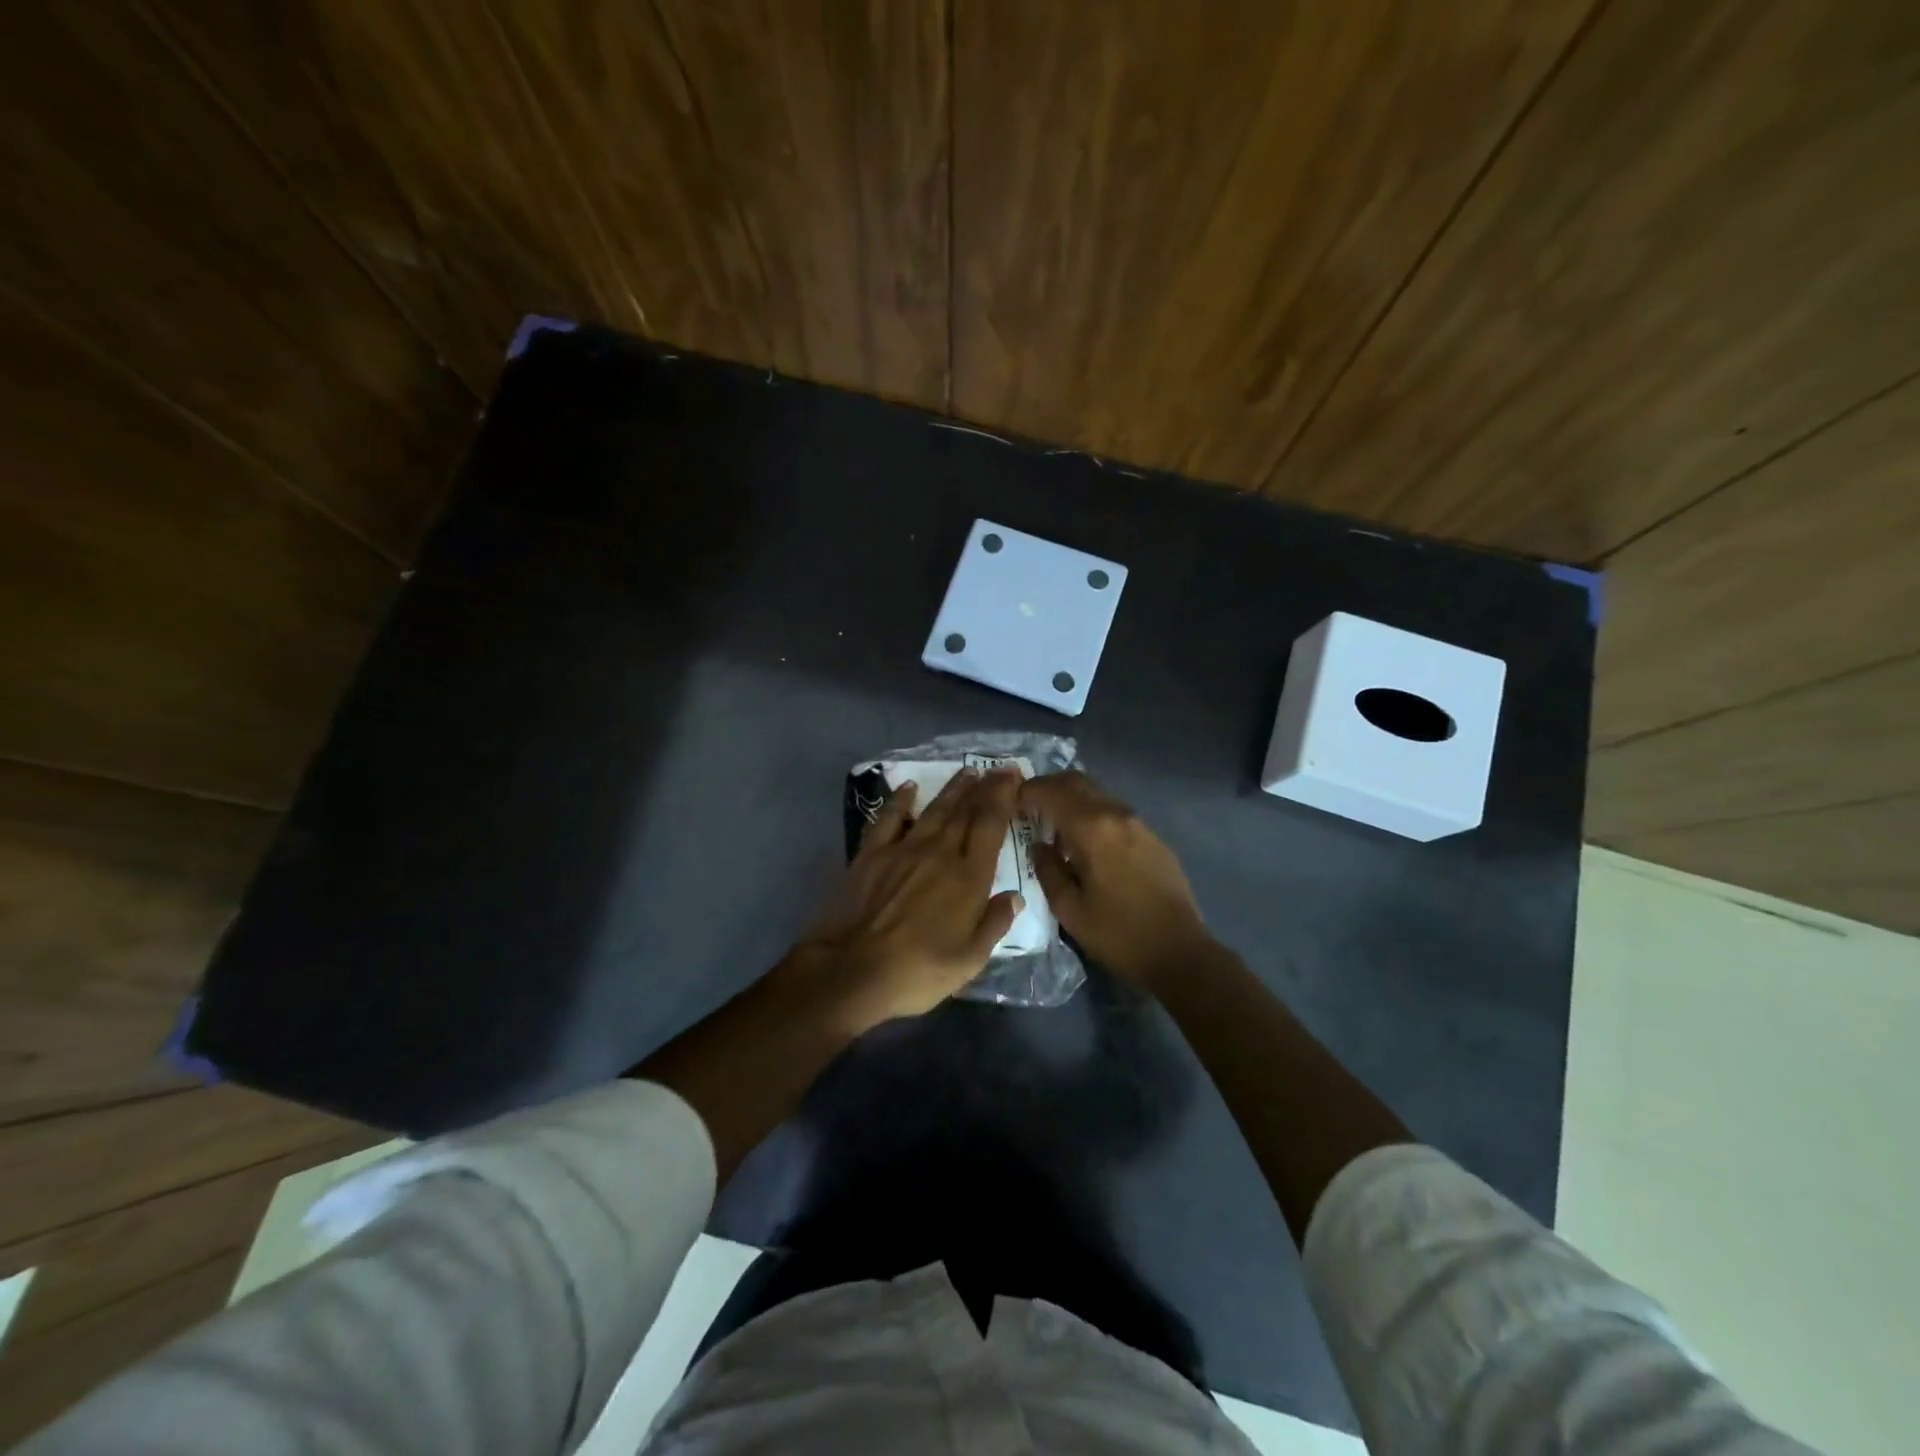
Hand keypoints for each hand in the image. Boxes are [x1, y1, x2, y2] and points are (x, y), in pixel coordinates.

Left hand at [794, 766, 1024, 1033]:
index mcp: (968, 877)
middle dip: (984, 787)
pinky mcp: (870, 855)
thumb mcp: (969, 960)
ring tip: (966, 772)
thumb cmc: (917, 971)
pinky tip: (908, 788)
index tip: (1013, 776)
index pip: (991, 825)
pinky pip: (888, 818)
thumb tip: (1014, 896)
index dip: (1004, 797)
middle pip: (965, 811)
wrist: (851, 970)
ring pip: (933, 810)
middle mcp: (938, 853)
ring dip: (952, 789)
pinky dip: (899, 800)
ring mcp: (902, 850)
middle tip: (998, 769)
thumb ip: (993, 924)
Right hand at [1019, 772, 1210, 991]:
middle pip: (1076, 781)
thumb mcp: (1069, 909)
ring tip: (1053, 827)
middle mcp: (1115, 814)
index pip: (1051, 792)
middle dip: (1048, 788)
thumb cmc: (1118, 935)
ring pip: (1096, 793)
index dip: (1026, 792)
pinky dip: (1091, 814)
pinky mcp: (1153, 836)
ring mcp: (1138, 823)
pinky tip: (1086, 844)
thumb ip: (1047, 869)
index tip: (1009, 804)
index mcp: (1091, 828)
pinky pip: (1113, 811)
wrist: (1180, 952)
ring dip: (1071, 800)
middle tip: (1028, 808)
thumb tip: (1039, 846)